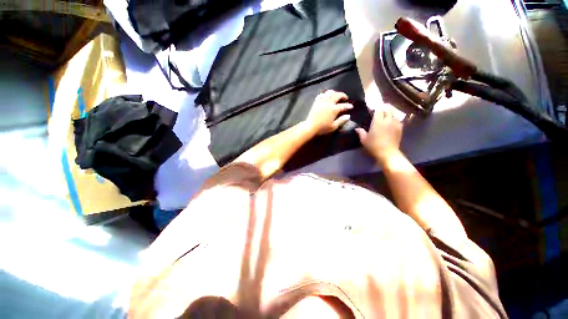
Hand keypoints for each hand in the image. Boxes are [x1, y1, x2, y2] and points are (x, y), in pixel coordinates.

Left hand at [305, 90, 353, 134]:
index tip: (351, 106)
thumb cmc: (322, 128)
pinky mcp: (316, 102)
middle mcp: (329, 103)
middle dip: (343, 95)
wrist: (310, 127)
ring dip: (334, 93)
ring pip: (329, 92)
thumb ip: (341, 120)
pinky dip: (325, 94)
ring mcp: (322, 101)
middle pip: (337, 95)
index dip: (348, 105)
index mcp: (334, 109)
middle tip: (345, 98)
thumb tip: (348, 116)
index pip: (343, 105)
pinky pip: (321, 95)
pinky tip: (326, 97)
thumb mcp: (333, 126)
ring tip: (336, 95)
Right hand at [355, 110, 402, 163]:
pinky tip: (393, 121)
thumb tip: (357, 128)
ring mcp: (395, 124)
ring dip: (391, 112)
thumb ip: (361, 132)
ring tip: (388, 114)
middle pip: (388, 109)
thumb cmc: (373, 145)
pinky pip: (399, 120)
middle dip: (385, 107)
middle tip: (381, 108)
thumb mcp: (364, 140)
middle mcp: (387, 120)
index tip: (374, 109)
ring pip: (394, 114)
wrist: (387, 152)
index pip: (379, 110)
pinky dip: (395, 119)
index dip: (377, 108)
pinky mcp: (400, 129)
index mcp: (378, 121)